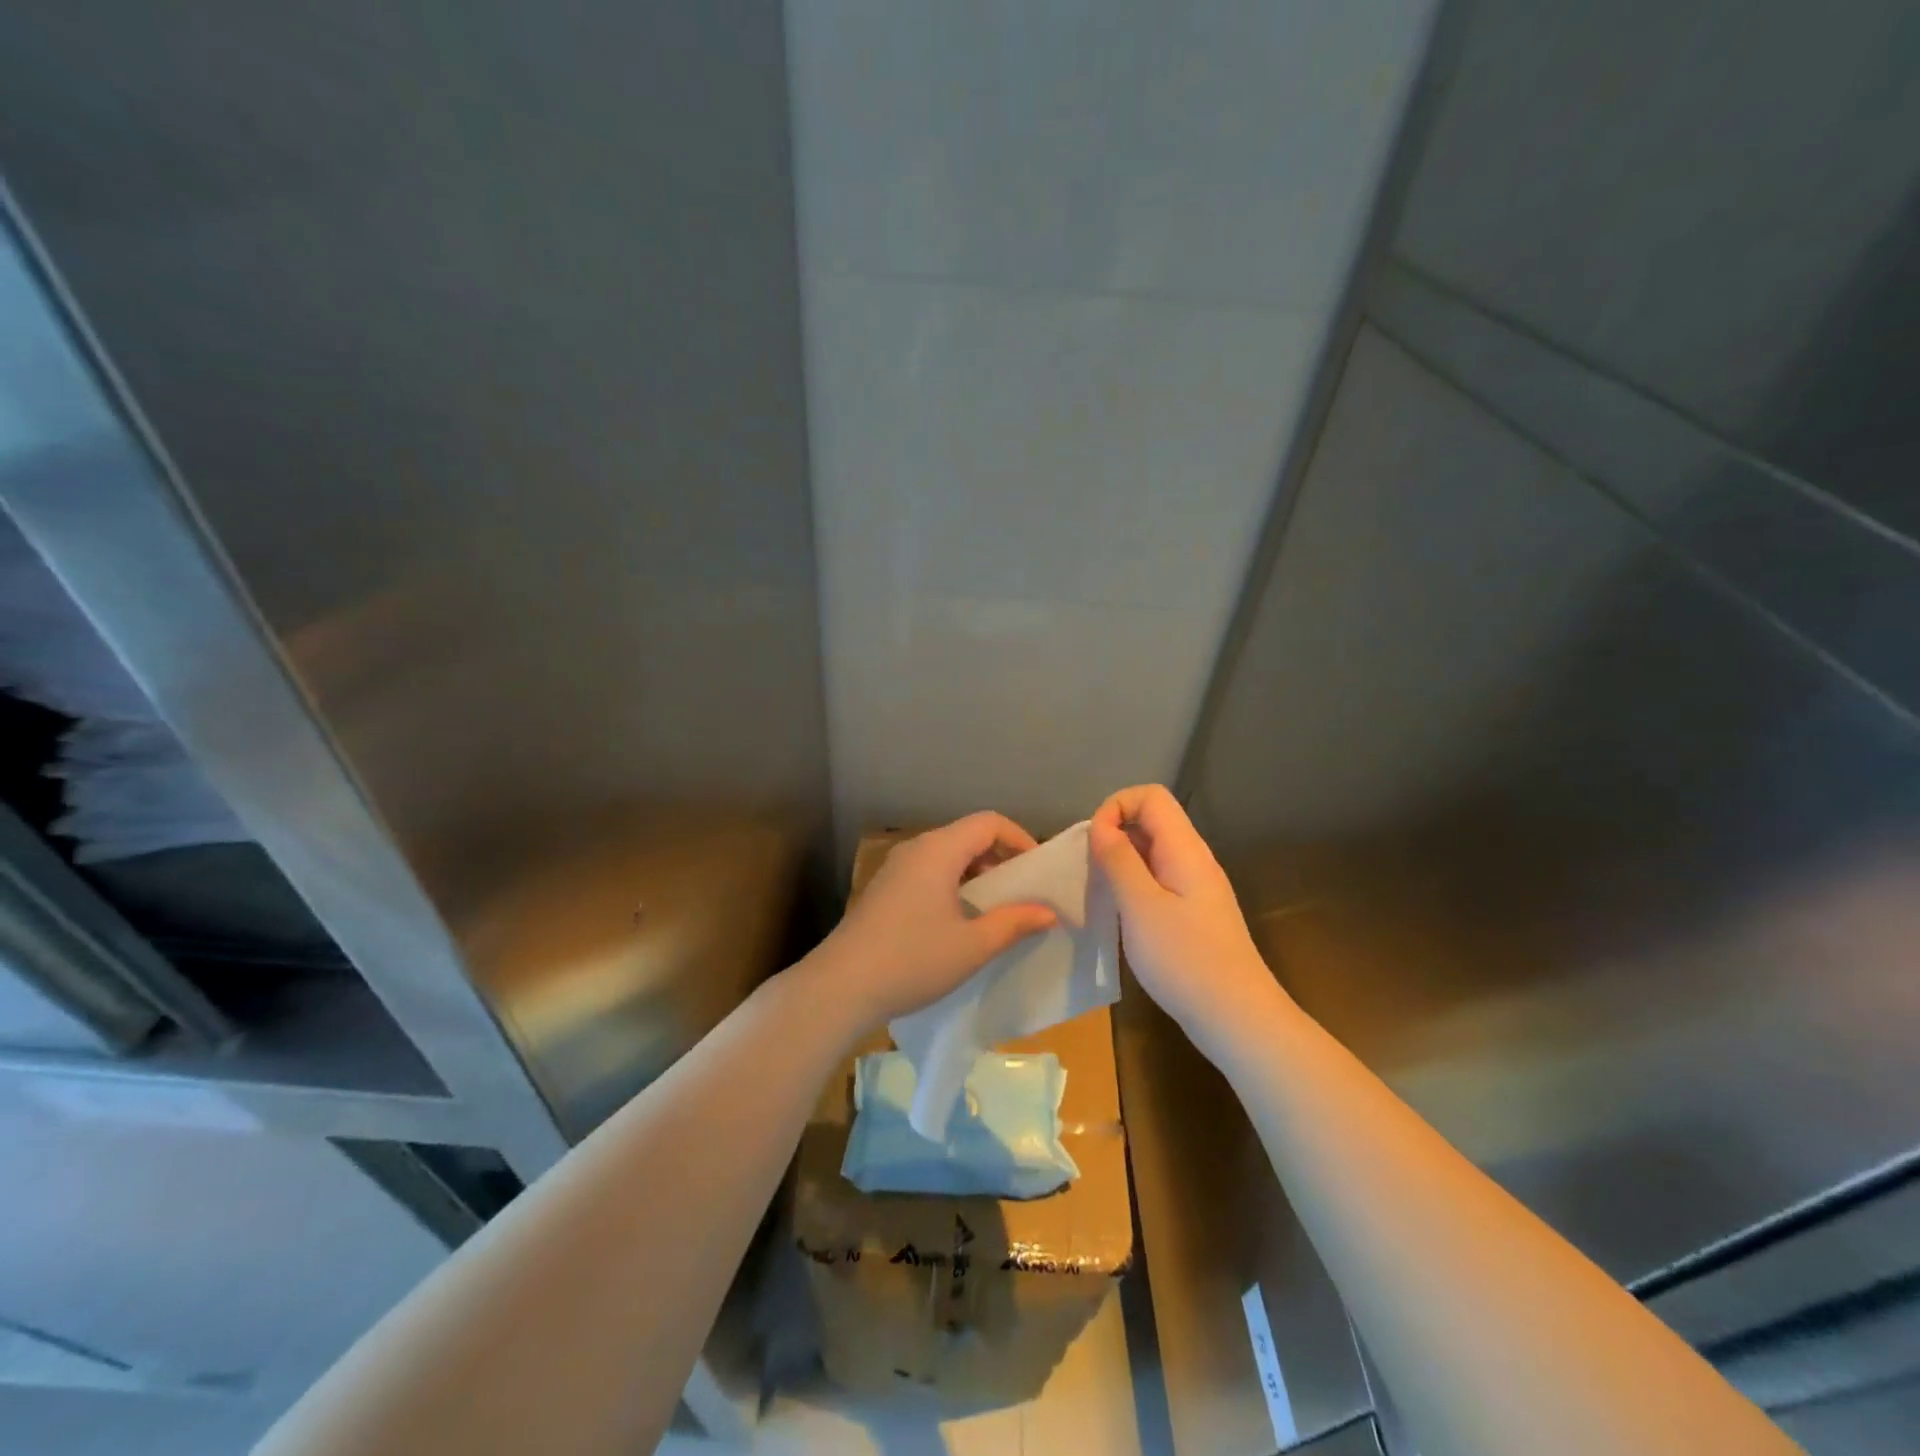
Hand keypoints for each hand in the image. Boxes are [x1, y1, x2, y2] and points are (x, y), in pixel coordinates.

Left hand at [810, 812, 1057, 1033]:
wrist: (841, 986)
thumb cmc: (913, 960)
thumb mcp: (973, 945)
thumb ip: (1014, 923)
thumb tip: (1048, 912)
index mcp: (939, 850)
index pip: (989, 822)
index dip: (1019, 839)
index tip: (1037, 871)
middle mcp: (916, 848)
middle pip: (967, 835)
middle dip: (1000, 857)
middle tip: (1023, 891)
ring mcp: (896, 868)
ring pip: (947, 854)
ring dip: (976, 872)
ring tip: (996, 907)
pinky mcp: (884, 888)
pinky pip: (929, 871)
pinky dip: (953, 882)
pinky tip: (959, 919)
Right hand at [1090, 785, 1287, 1055]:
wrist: (1237, 1017)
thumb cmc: (1186, 959)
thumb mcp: (1141, 907)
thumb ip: (1119, 861)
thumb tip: (1101, 827)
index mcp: (1185, 849)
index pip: (1151, 796)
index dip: (1116, 807)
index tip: (1094, 842)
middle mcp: (1194, 859)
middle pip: (1152, 820)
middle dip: (1114, 833)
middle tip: (1090, 869)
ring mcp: (1196, 886)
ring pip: (1152, 851)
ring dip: (1121, 861)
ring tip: (1100, 892)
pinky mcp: (1193, 912)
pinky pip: (1157, 879)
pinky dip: (1133, 885)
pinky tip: (1121, 914)